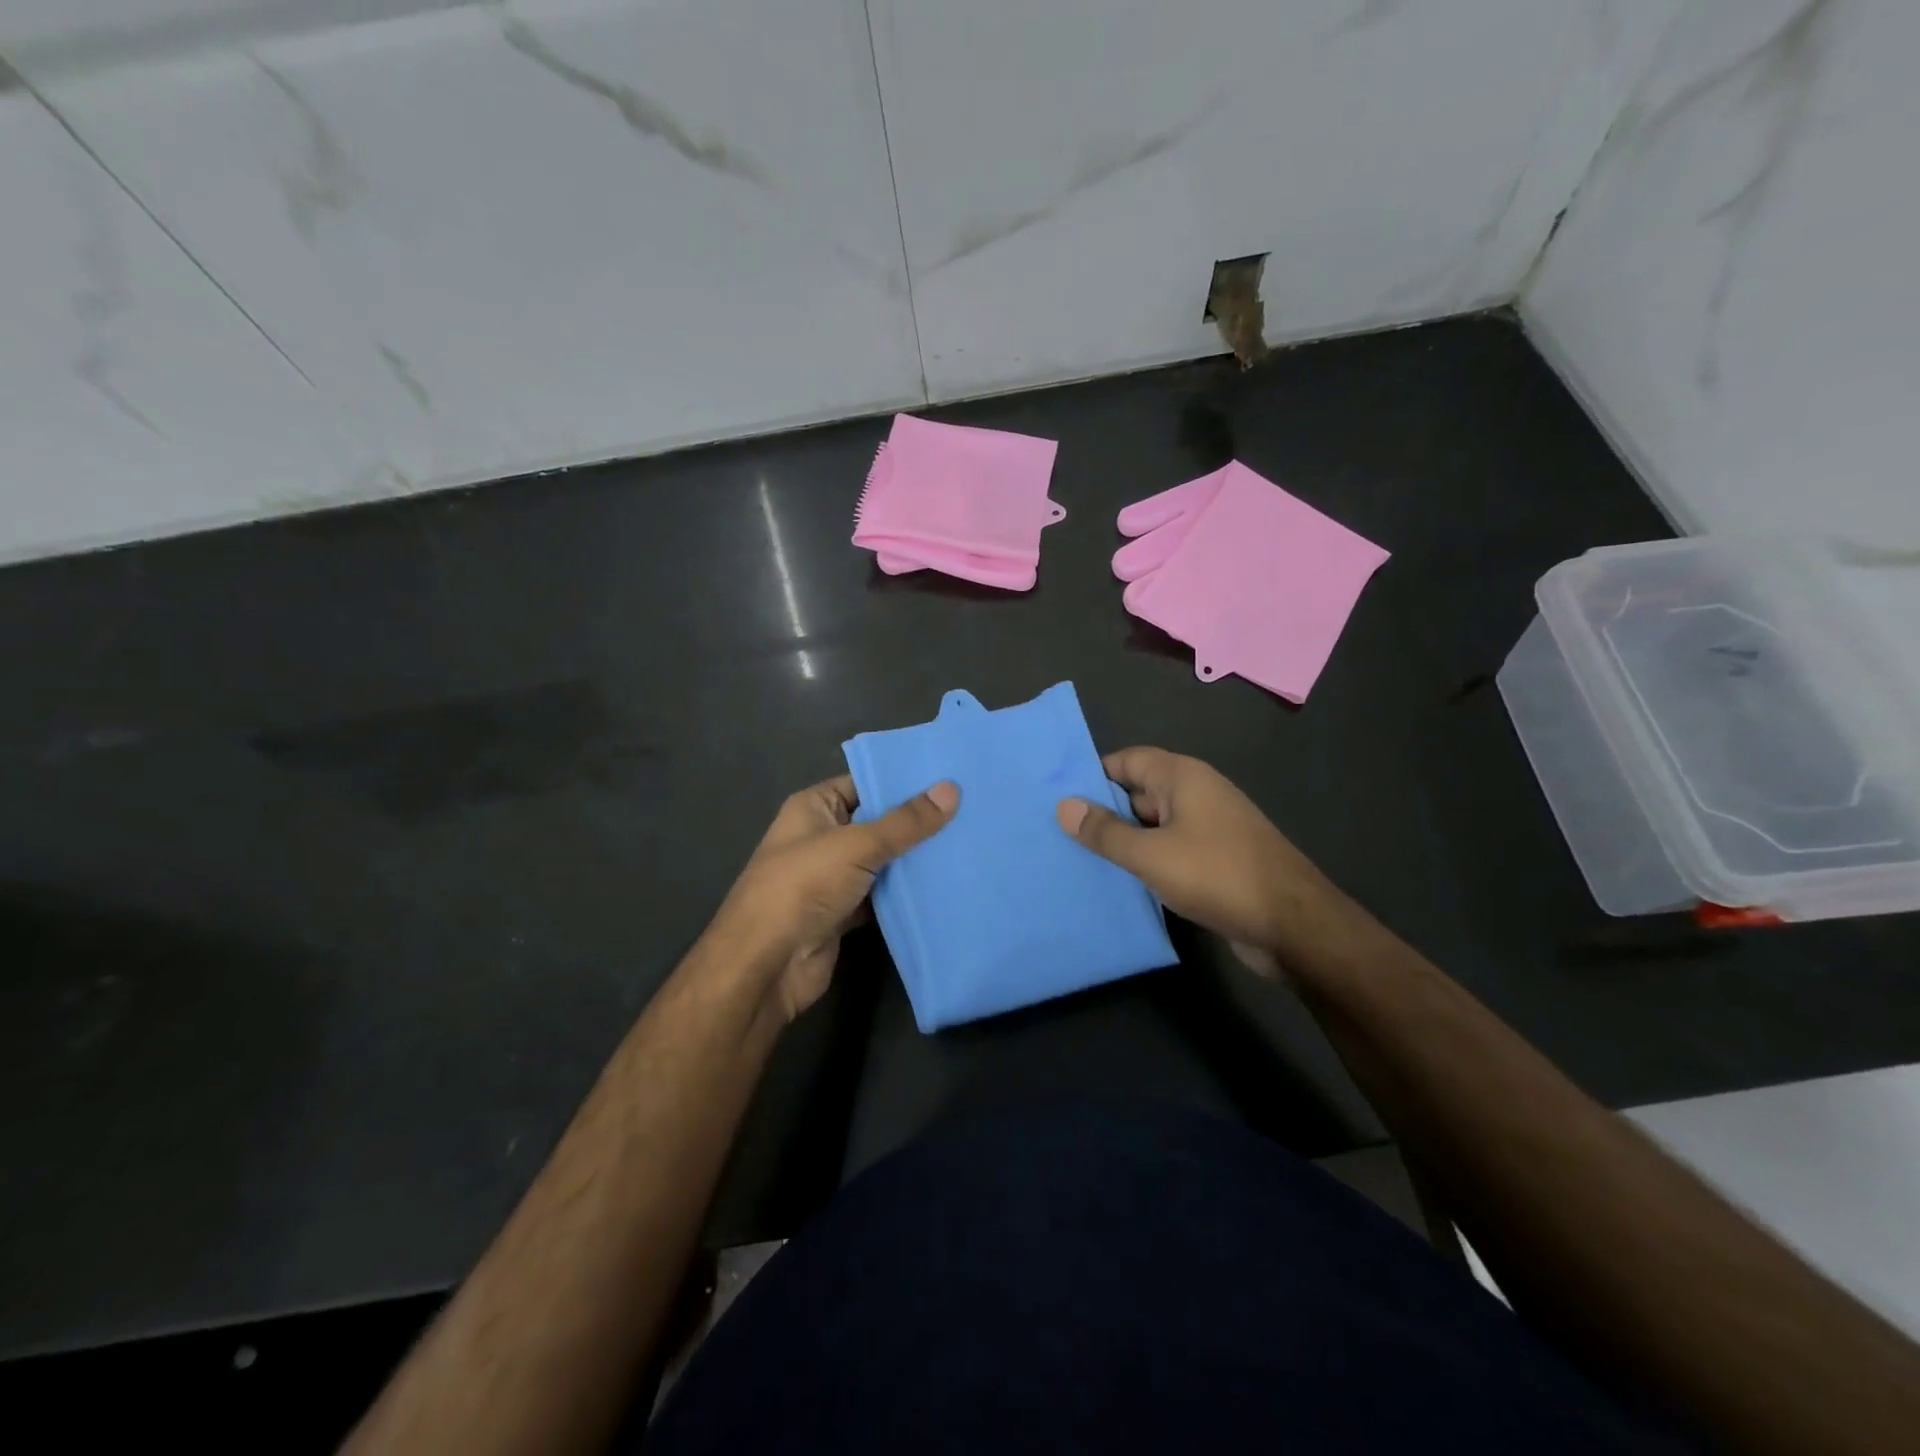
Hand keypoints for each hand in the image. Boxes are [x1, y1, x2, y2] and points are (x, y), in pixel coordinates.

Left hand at [707, 775, 957, 1021]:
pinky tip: (946, 885)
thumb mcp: (857, 845)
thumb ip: (906, 822)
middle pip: (877, 822)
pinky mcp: (844, 913)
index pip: (864, 783)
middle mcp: (822, 837)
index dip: (903, 780)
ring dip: (915, 859)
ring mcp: (832, 878)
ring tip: (968, 843)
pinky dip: (907, 894)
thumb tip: (952, 789)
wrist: (767, 965)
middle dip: (917, 821)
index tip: (950, 776)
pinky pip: (882, 896)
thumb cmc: (803, 887)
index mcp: (814, 808)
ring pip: (883, 861)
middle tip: (971, 809)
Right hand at [1056, 747, 1335, 968]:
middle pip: (1138, 793)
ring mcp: (1209, 830)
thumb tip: (1064, 806)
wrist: (1295, 927)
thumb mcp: (1151, 855)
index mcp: (1183, 778)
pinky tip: (1117, 884)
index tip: (1056, 797)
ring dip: (1122, 842)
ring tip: (1076, 860)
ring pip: (1152, 827)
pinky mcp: (1216, 862)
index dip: (1093, 775)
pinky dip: (1145, 863)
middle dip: (1102, 812)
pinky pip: (1169, 853)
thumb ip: (1105, 832)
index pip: (1127, 761)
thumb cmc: (1219, 876)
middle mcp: (1196, 795)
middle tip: (1056, 833)